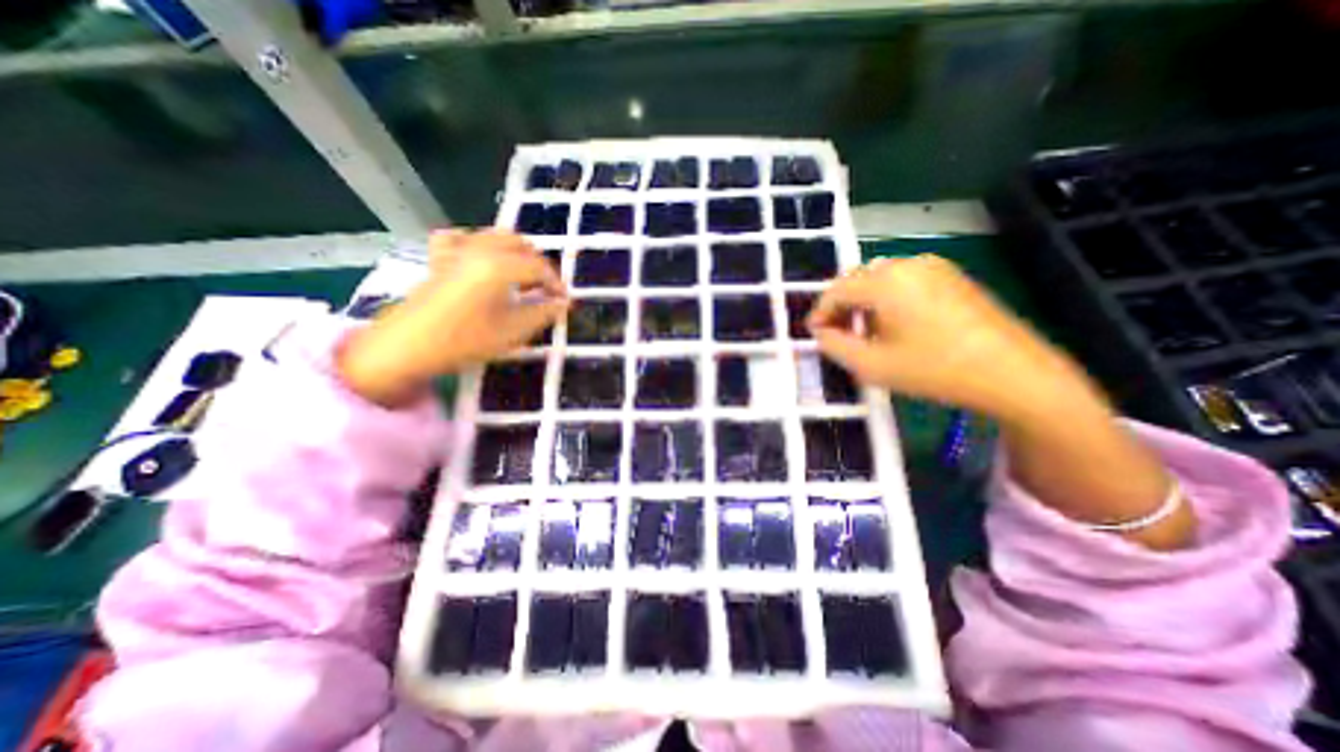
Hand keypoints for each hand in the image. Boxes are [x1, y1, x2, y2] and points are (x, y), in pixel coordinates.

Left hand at [338, 230, 567, 407]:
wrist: (407, 346)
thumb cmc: (465, 340)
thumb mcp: (512, 331)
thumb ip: (543, 314)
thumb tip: (563, 304)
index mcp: (500, 266)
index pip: (539, 267)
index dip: (556, 283)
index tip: (564, 300)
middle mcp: (480, 249)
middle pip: (521, 245)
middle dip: (539, 264)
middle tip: (546, 289)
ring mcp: (458, 250)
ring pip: (496, 236)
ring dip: (517, 253)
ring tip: (523, 277)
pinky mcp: (441, 257)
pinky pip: (465, 238)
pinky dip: (481, 244)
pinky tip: (483, 259)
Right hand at [804, 254, 1097, 422]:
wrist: (1013, 373)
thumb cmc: (933, 370)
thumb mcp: (871, 365)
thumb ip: (834, 346)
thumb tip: (821, 333)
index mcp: (885, 281)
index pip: (837, 290)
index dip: (820, 312)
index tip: (813, 334)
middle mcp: (907, 264)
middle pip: (858, 279)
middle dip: (841, 306)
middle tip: (837, 334)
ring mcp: (934, 267)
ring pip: (881, 278)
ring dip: (864, 302)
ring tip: (865, 332)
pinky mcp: (953, 276)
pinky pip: (905, 281)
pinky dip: (888, 299)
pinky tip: (895, 325)